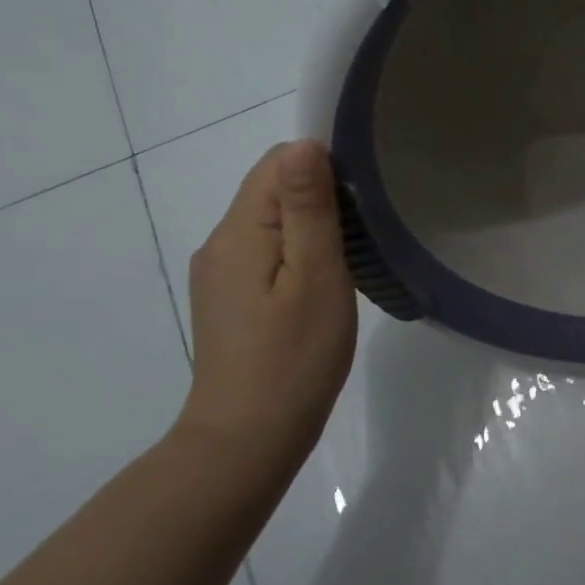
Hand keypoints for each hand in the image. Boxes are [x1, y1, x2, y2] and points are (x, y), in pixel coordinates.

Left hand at [176, 140, 357, 475]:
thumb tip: (305, 143)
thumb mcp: (315, 275)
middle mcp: (220, 241)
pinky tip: (322, 280)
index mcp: (239, 231)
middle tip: (363, 230)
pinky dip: (298, 247)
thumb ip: (308, 207)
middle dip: (320, 193)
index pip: (278, 162)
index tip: (361, 196)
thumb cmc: (293, 356)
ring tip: (349, 255)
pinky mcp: (229, 294)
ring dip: (312, 222)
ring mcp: (221, 271)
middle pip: (273, 186)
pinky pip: (266, 246)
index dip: (322, 164)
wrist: (247, 441)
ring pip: (272, 217)